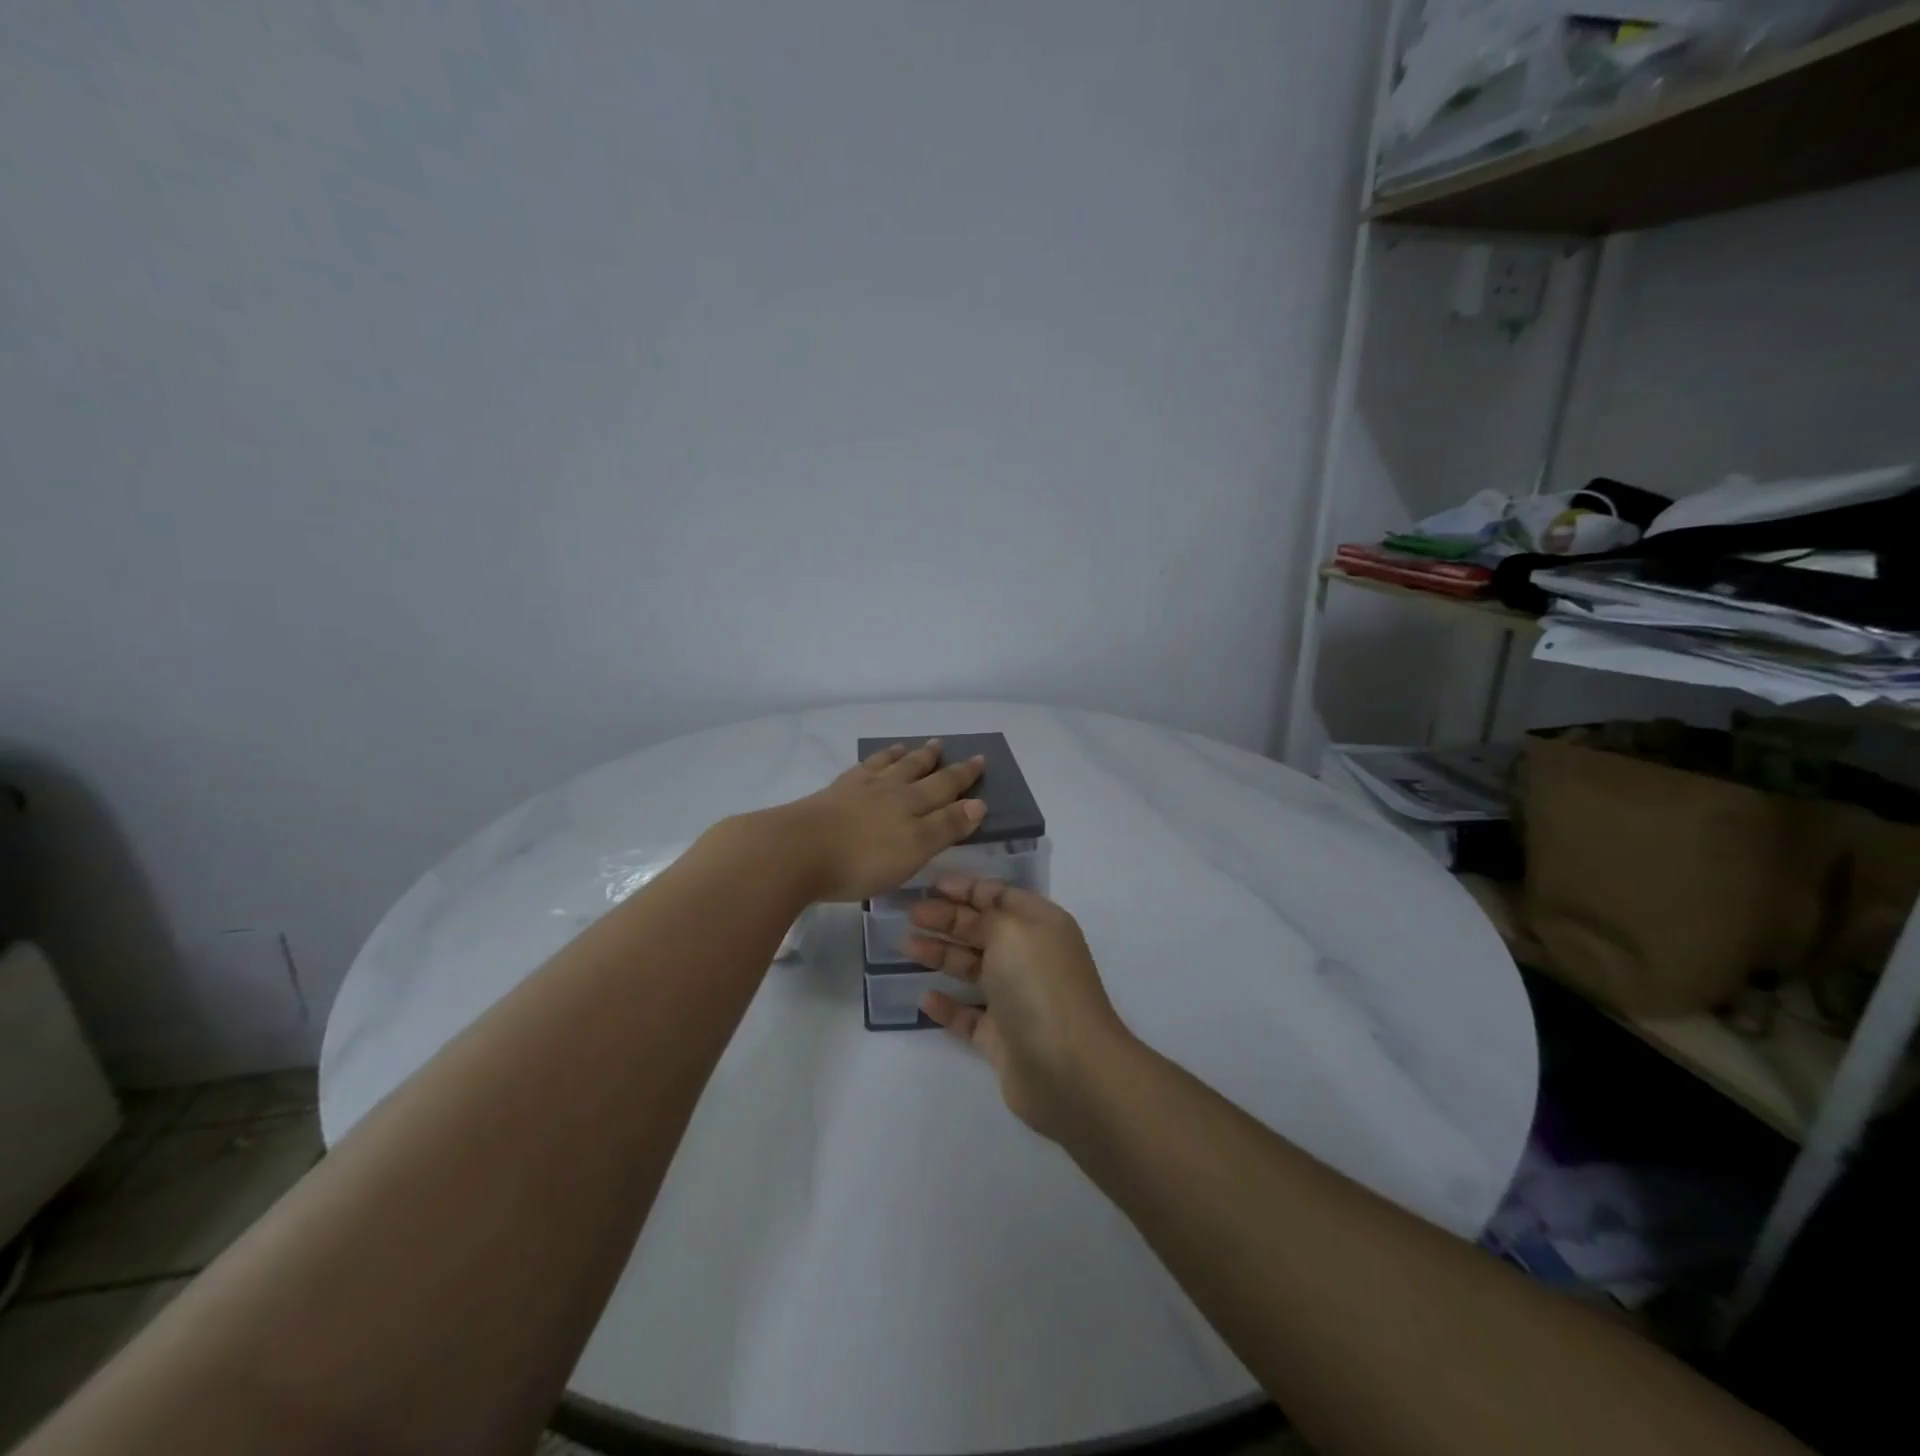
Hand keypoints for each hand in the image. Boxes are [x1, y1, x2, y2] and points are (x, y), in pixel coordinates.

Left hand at [768, 741, 985, 902]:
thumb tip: (978, 803)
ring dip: (899, 756)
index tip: (979, 760)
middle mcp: (887, 790)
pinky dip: (868, 763)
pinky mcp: (829, 796)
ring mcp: (855, 790)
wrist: (796, 851)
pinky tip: (866, 765)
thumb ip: (946, 826)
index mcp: (911, 804)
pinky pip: (856, 771)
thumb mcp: (914, 849)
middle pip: (915, 771)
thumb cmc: (862, 859)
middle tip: (942, 744)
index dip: (963, 777)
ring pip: (884, 766)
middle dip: (933, 760)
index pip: (944, 787)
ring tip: (905, 746)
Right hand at [906, 877, 1132, 1141]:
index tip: (930, 885)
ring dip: (941, 955)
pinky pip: (969, 1015)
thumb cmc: (1038, 985)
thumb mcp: (1011, 931)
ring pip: (972, 970)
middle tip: (910, 915)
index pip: (1000, 896)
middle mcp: (1029, 957)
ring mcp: (1016, 1000)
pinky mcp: (1002, 1038)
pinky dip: (948, 1006)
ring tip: (906, 946)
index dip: (966, 888)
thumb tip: (974, 919)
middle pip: (982, 930)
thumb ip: (986, 916)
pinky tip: (925, 998)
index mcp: (1040, 925)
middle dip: (947, 919)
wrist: (1068, 1068)